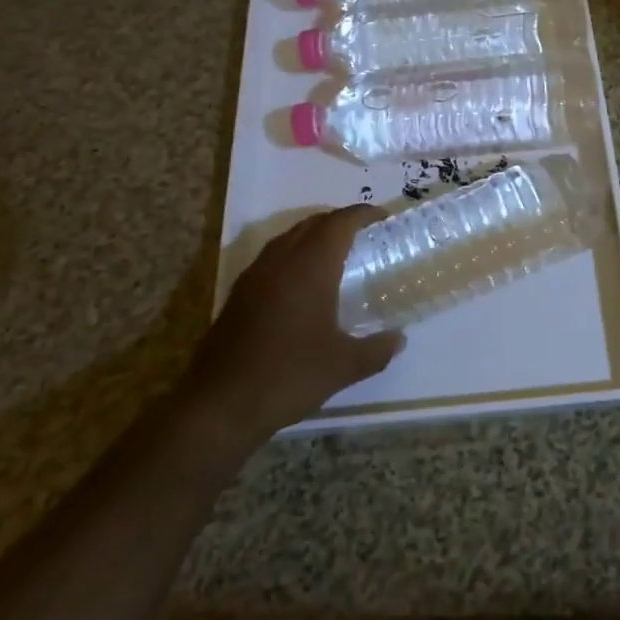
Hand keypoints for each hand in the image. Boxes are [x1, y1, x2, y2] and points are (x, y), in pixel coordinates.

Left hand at [186, 205, 405, 437]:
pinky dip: (294, 256)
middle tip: (365, 237)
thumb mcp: (343, 367)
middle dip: (340, 222)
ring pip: (289, 238)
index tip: (383, 218)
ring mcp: (255, 275)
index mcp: (311, 266)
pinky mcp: (239, 294)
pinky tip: (302, 286)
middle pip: (313, 223)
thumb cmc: (288, 375)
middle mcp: (281, 259)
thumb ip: (376, 350)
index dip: (363, 214)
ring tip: (336, 256)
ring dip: (314, 237)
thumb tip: (400, 339)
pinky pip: (273, 258)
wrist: (220, 404)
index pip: (340, 222)